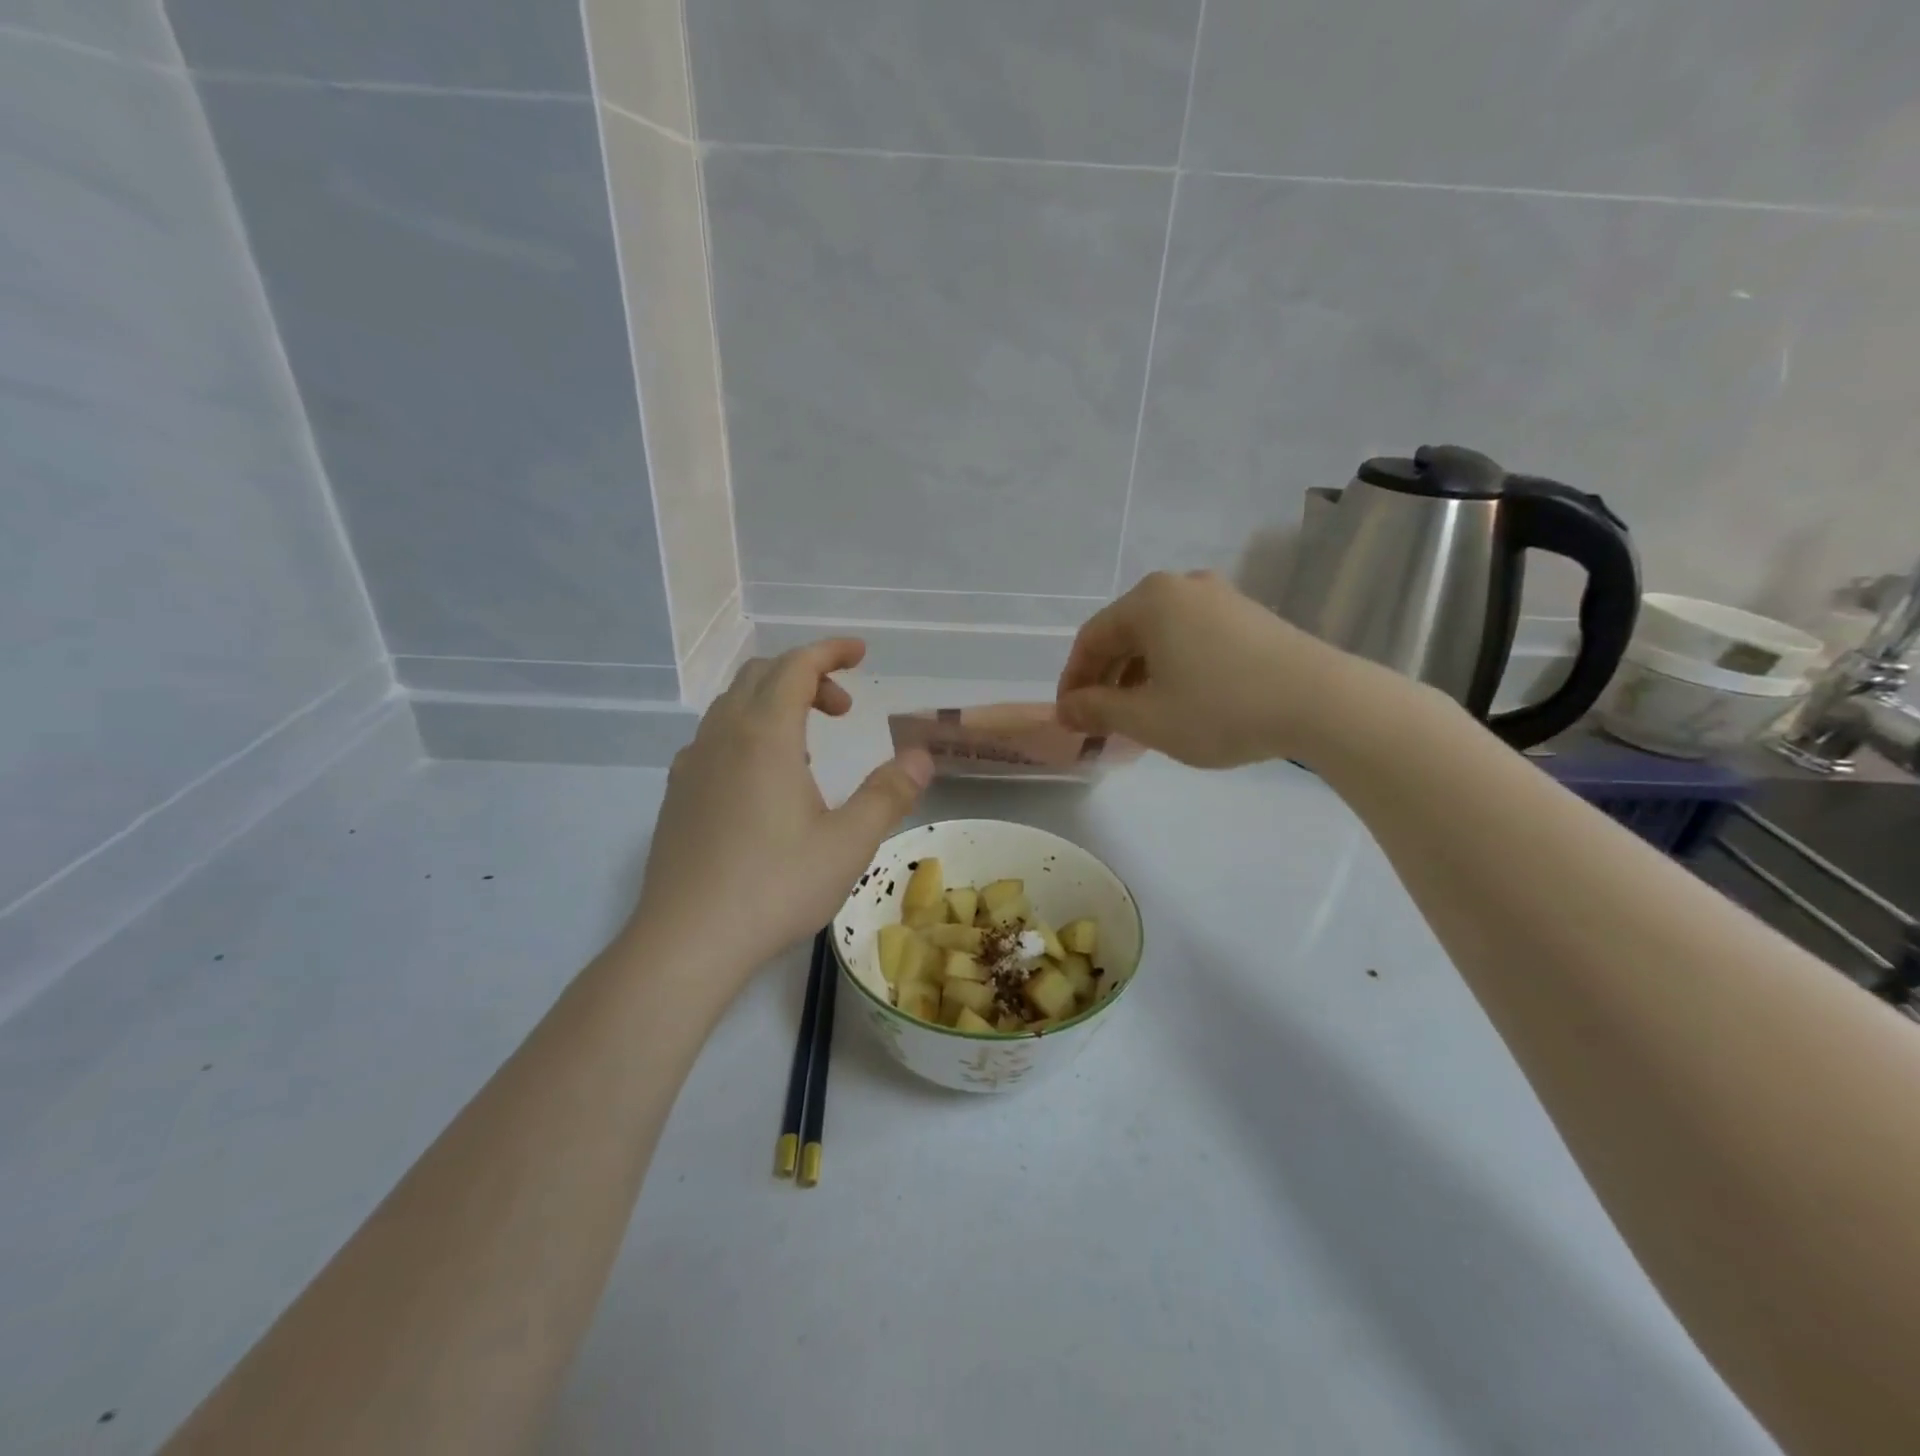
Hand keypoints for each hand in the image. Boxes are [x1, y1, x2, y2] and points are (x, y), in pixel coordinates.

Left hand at [631, 639, 932, 982]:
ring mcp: (692, 763)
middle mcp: (723, 736)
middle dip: (807, 676)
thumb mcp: (849, 842)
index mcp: (765, 736)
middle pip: (762, 675)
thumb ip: (889, 793)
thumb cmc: (776, 886)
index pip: (797, 666)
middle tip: (844, 709)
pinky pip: (715, 737)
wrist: (687, 940)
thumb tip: (920, 756)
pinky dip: (748, 732)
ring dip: (775, 703)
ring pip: (733, 705)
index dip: (830, 651)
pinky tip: (765, 780)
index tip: (861, 654)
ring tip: (810, 747)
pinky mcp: (678, 793)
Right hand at [1056, 571, 1358, 767]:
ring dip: (1138, 675)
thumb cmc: (1221, 708)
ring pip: (1159, 637)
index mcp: (1149, 600)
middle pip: (1125, 633)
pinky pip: (1190, 638)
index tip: (1070, 718)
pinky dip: (1171, 667)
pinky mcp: (1248, 616)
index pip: (1091, 638)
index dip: (1074, 680)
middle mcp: (1181, 587)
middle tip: (1101, 721)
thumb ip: (1098, 710)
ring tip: (1138, 716)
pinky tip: (1180, 700)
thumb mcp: (1147, 717)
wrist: (1323, 703)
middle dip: (1106, 679)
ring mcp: (1220, 597)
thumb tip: (1066, 709)